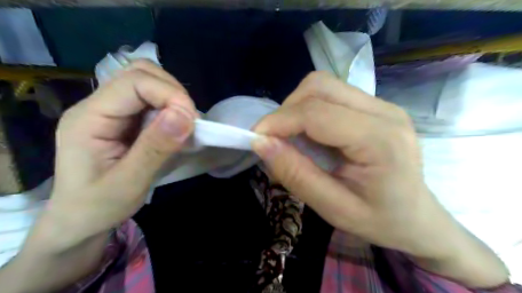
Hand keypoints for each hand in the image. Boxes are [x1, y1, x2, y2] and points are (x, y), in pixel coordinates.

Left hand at [40, 60, 198, 251]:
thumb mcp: (129, 183)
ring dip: (173, 99)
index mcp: (89, 118)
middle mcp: (98, 106)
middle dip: (173, 92)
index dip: (169, 94)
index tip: (192, 121)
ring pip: (148, 82)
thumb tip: (185, 115)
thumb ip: (156, 148)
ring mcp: (111, 110)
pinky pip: (152, 100)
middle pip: (140, 73)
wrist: (79, 220)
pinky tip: (175, 128)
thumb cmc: (98, 206)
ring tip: (184, 126)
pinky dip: (171, 108)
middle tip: (189, 122)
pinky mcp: (124, 119)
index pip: (134, 82)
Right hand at [253, 71, 510, 289]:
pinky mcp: (376, 107)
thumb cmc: (379, 220)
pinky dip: (310, 110)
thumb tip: (261, 143)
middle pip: (320, 86)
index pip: (316, 113)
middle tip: (276, 139)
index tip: (256, 138)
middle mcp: (384, 111)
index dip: (278, 121)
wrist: (418, 218)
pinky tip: (312, 135)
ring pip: (324, 86)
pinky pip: (332, 95)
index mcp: (380, 140)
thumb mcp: (333, 208)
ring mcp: (382, 105)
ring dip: (298, 108)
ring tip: (293, 138)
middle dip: (287, 109)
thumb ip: (295, 174)